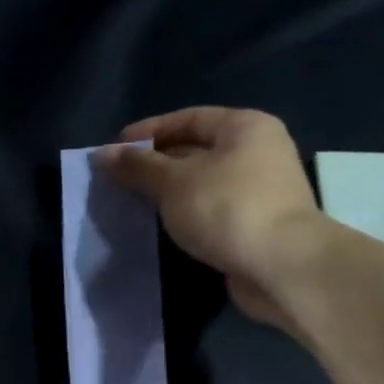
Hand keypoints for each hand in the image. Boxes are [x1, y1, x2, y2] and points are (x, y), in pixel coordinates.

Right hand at [93, 106, 326, 330]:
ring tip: (133, 203)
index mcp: (244, 126)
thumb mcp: (174, 183)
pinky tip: (161, 226)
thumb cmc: (227, 209)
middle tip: (118, 180)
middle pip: (196, 149)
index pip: (188, 118)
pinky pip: (210, 210)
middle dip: (155, 164)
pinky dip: (185, 214)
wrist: (281, 265)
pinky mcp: (255, 223)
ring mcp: (259, 189)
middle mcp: (257, 151)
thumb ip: (137, 167)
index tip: (114, 150)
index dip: (148, 131)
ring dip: (168, 192)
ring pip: (202, 183)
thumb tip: (102, 154)